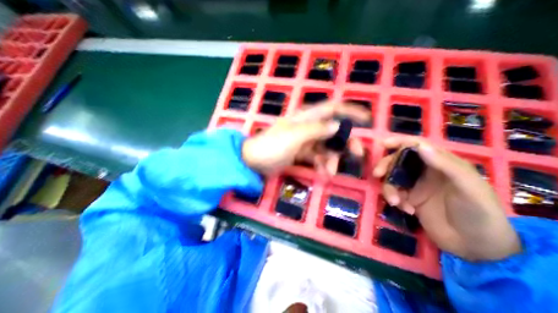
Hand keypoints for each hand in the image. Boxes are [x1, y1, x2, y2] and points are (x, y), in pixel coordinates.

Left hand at [241, 102, 369, 176]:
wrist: (254, 162)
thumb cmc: (272, 146)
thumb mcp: (294, 137)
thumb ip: (316, 130)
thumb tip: (338, 126)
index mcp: (306, 117)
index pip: (333, 108)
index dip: (350, 111)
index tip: (367, 120)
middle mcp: (308, 126)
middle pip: (334, 131)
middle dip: (346, 143)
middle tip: (356, 156)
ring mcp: (305, 141)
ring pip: (327, 146)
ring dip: (332, 159)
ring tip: (331, 173)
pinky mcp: (302, 153)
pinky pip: (318, 157)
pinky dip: (323, 164)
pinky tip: (324, 173)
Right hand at [371, 136, 521, 260]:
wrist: (477, 247)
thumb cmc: (478, 213)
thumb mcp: (467, 187)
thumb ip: (445, 164)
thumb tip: (419, 146)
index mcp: (441, 163)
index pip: (417, 145)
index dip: (399, 142)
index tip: (383, 144)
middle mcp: (425, 171)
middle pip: (398, 161)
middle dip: (386, 166)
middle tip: (377, 175)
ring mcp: (416, 185)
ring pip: (393, 178)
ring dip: (389, 188)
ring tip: (396, 202)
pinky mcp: (409, 198)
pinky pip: (394, 193)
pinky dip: (396, 200)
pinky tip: (407, 210)